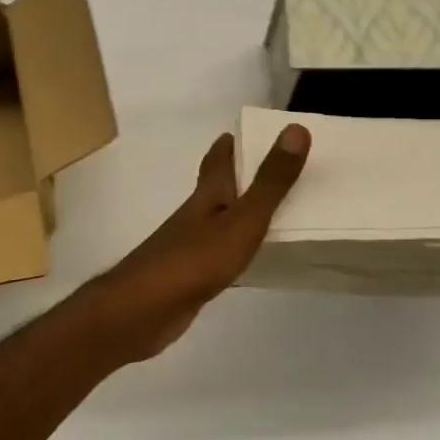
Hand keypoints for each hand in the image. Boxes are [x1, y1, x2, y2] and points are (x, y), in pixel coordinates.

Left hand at [84, 124, 310, 364]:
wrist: (144, 310)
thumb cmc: (195, 259)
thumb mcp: (243, 218)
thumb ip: (271, 181)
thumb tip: (295, 129)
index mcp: (208, 194)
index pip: (218, 159)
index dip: (231, 144)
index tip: (250, 132)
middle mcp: (196, 215)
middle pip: (217, 188)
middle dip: (240, 177)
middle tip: (272, 171)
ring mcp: (189, 246)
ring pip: (219, 221)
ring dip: (240, 213)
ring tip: (272, 213)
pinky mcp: (190, 276)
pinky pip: (219, 254)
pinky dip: (237, 249)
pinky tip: (251, 259)